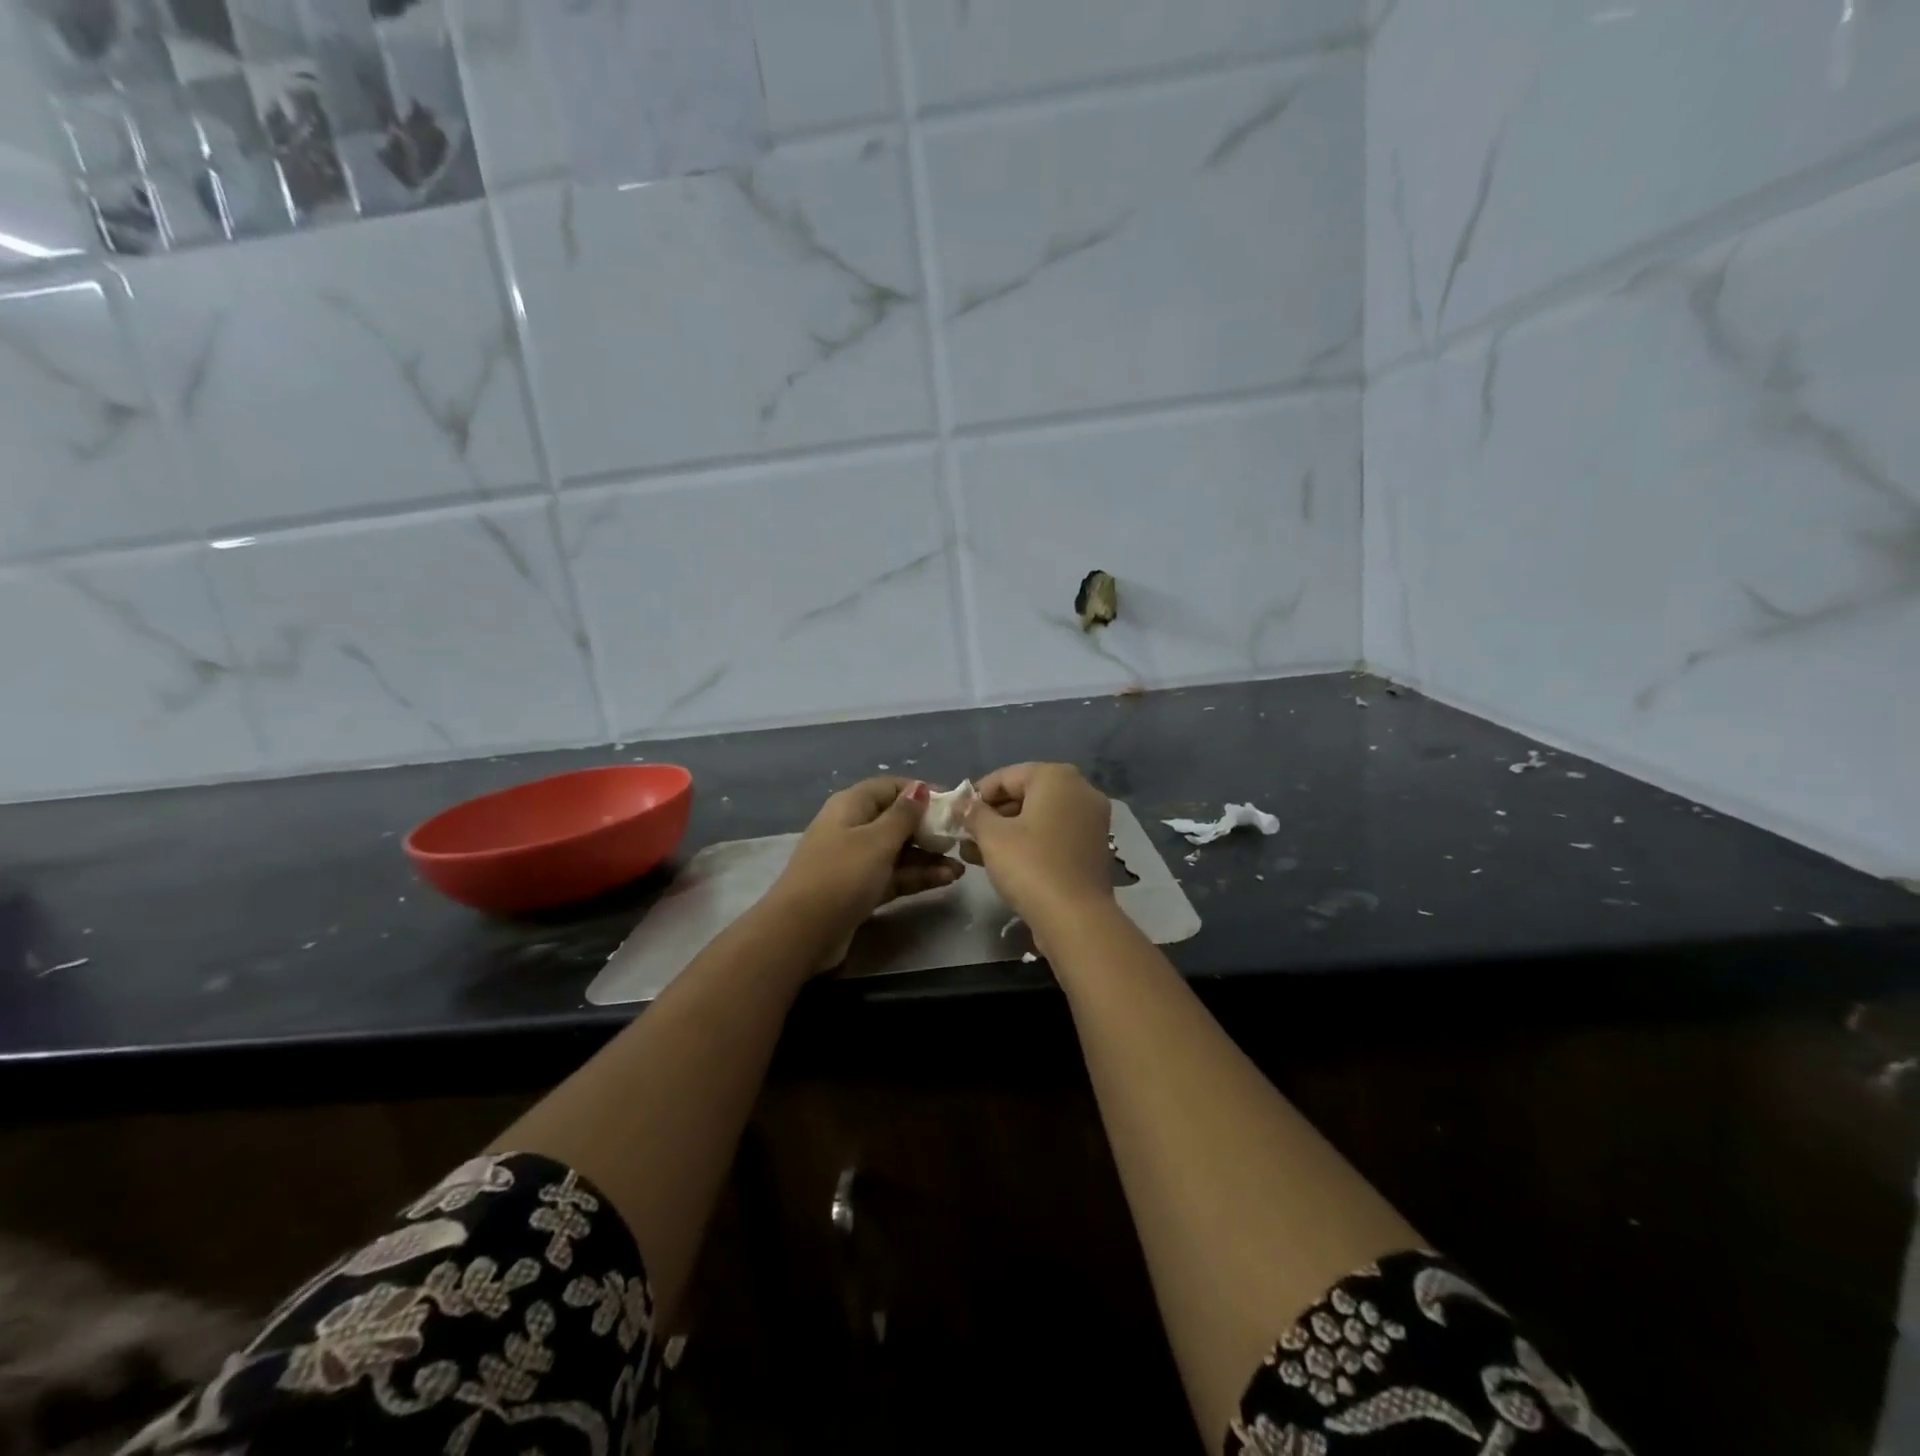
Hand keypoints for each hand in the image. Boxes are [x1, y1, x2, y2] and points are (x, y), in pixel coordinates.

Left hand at [762, 778, 963, 964]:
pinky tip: (947, 879)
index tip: (954, 804)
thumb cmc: (841, 876)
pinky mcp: (860, 889)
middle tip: (961, 838)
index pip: (891, 787)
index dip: (922, 792)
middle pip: (896, 820)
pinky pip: (894, 875)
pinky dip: (917, 876)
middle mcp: (852, 828)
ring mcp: (855, 861)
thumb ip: (903, 815)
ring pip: (898, 851)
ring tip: (961, 865)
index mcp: (851, 806)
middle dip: (929, 828)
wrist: (802, 933)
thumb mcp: (877, 841)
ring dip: (928, 856)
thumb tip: (920, 787)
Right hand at [962, 763, 1114, 930]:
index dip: (977, 795)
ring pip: (1040, 816)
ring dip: (1008, 831)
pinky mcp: (1095, 847)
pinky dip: (1032, 842)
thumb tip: (962, 803)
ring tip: (977, 853)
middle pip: (1026, 794)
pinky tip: (1006, 862)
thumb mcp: (992, 837)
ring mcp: (1092, 819)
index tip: (957, 815)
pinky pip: (1056, 834)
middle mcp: (1081, 790)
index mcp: (1057, 777)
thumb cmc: (1030, 866)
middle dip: (993, 815)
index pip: (1006, 776)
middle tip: (966, 836)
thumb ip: (974, 814)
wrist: (1076, 918)